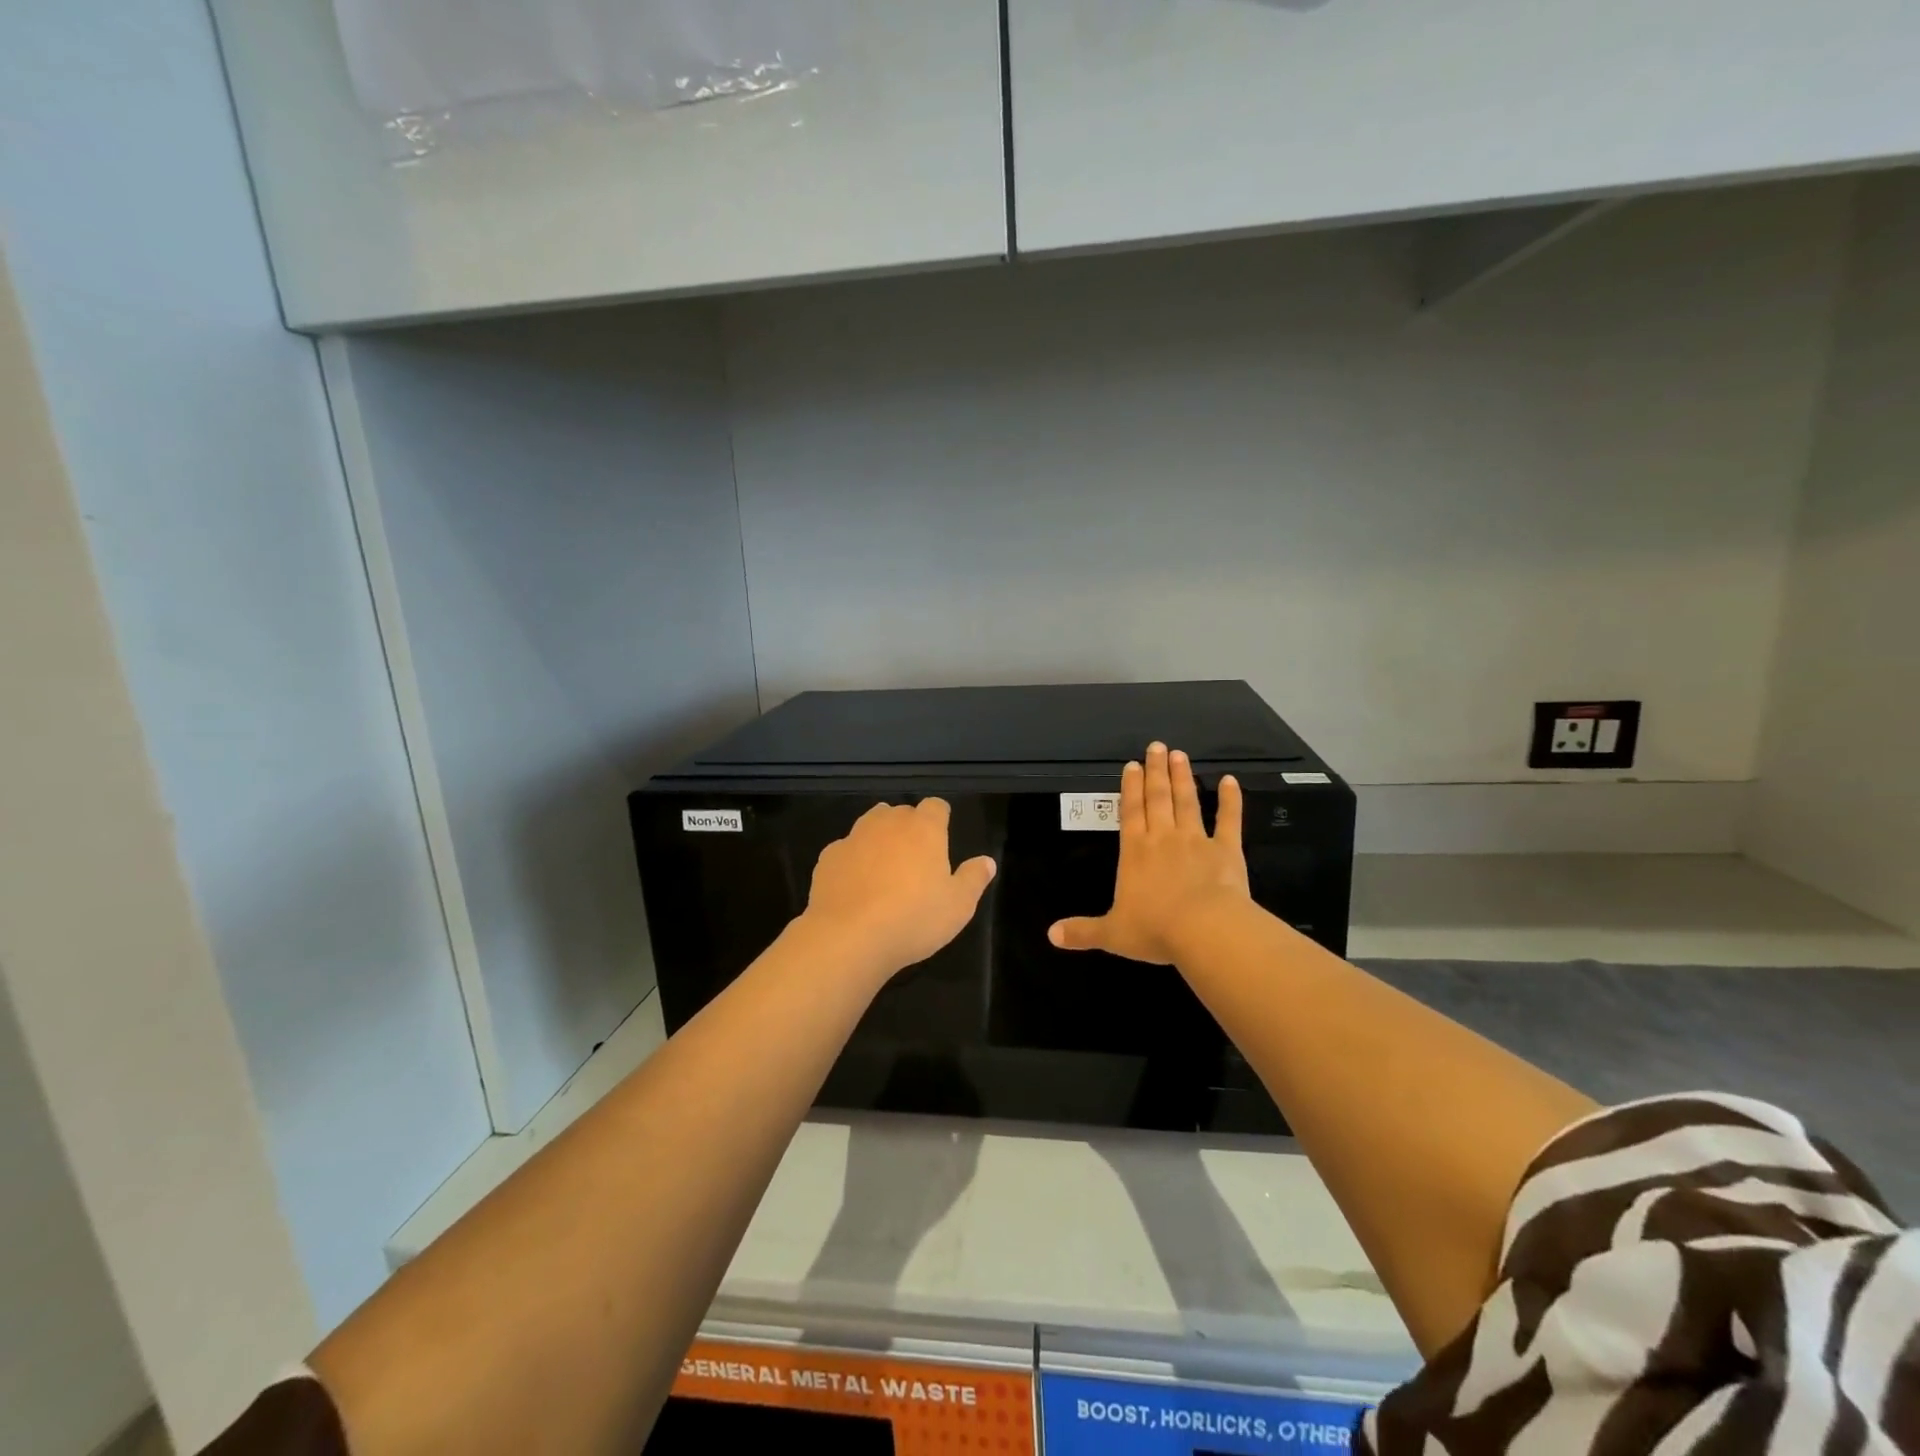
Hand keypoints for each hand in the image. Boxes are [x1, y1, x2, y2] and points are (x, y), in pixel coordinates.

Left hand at [799, 799, 997, 980]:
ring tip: (884, 870)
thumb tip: (987, 861)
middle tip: (915, 861)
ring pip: (870, 825)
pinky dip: (853, 861)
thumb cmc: (913, 919)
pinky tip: (856, 888)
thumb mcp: (958, 906)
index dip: (940, 818)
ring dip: (879, 839)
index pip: (936, 806)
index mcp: (923, 829)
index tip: (942, 838)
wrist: (848, 937)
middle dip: (908, 828)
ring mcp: (853, 837)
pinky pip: (845, 850)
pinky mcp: (828, 857)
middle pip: (901, 812)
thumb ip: (974, 878)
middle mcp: (888, 823)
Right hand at [1050, 743, 1249, 964]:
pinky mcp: (1226, 850)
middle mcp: (1163, 838)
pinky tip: (1230, 780)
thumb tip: (1050, 935)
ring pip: (1187, 802)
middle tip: (1157, 746)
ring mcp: (1196, 840)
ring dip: (1183, 777)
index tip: (1133, 764)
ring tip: (1180, 754)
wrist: (1205, 930)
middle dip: (1156, 771)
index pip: (1130, 812)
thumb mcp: (1112, 933)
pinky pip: (1229, 820)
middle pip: (1158, 798)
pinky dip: (1230, 799)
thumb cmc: (1155, 929)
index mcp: (1134, 852)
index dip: (1130, 787)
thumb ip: (1082, 931)